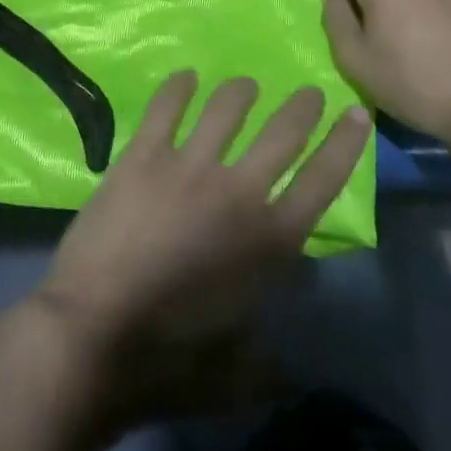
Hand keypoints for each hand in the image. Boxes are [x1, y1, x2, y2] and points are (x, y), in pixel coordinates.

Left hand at [34, 72, 370, 427]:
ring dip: (240, 92)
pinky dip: (179, 87)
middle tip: (308, 91)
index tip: (356, 113)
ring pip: (226, 109)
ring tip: (244, 86)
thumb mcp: (237, 373)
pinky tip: (186, 77)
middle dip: (302, 108)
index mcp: (269, 243)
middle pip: (282, 134)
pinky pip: (166, 106)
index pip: (322, 182)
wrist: (94, 334)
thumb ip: (270, 358)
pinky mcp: (143, 155)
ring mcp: (188, 166)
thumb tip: (292, 358)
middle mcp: (237, 192)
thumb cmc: (169, 360)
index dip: (344, 144)